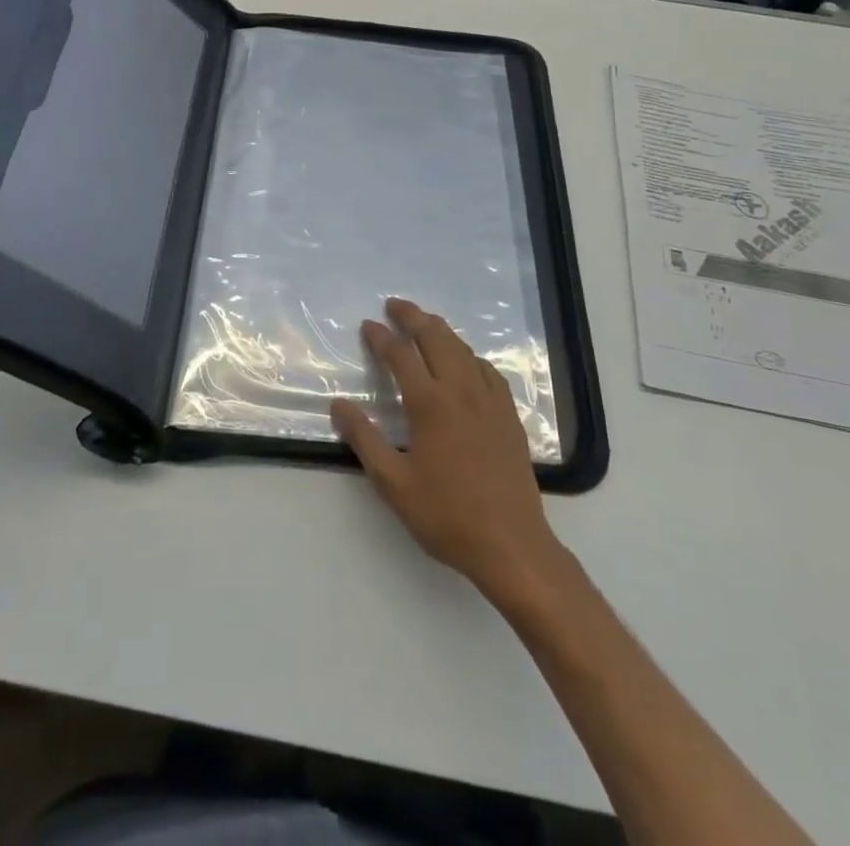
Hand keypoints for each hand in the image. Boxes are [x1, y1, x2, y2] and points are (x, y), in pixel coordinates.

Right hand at [332, 298, 571, 611]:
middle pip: (436, 339)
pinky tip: (466, 360)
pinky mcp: (508, 415)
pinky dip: (469, 354)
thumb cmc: (446, 515)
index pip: (401, 356)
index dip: (381, 338)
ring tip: (425, 322)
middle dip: (413, 317)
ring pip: (463, 349)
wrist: (511, 544)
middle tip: (395, 305)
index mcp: (430, 404)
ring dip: (440, 330)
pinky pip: (487, 370)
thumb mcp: (393, 483)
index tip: (367, 325)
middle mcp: (461, 391)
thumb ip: (364, 439)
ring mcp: (490, 401)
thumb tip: (338, 404)